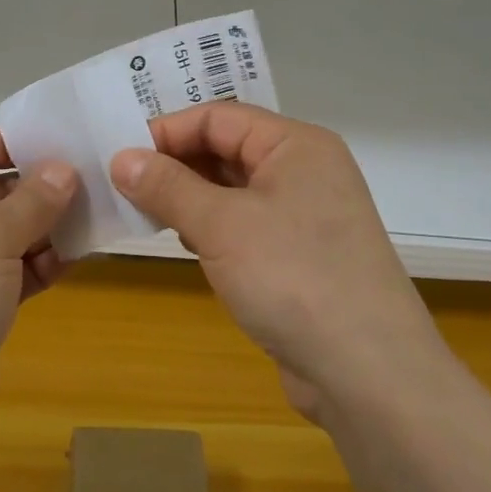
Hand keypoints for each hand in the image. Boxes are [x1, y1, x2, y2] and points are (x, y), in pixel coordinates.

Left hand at [0, 128, 76, 457]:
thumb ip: (31, 199)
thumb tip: (63, 170)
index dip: (7, 140)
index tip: (59, 145)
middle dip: (40, 185)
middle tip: (95, 181)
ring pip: (9, 232)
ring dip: (48, 226)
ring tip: (96, 219)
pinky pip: (15, 273)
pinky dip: (43, 263)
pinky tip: (77, 258)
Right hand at [111, 104, 436, 420]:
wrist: (369, 374)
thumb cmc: (293, 278)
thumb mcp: (220, 225)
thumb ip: (168, 186)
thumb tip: (122, 158)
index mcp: (296, 145)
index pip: (219, 117)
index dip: (167, 132)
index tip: (120, 157)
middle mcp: (305, 171)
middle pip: (227, 150)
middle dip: (176, 166)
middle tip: (123, 186)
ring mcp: (306, 216)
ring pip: (234, 190)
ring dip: (191, 199)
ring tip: (147, 215)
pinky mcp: (301, 256)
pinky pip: (246, 226)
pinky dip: (212, 229)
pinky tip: (188, 246)